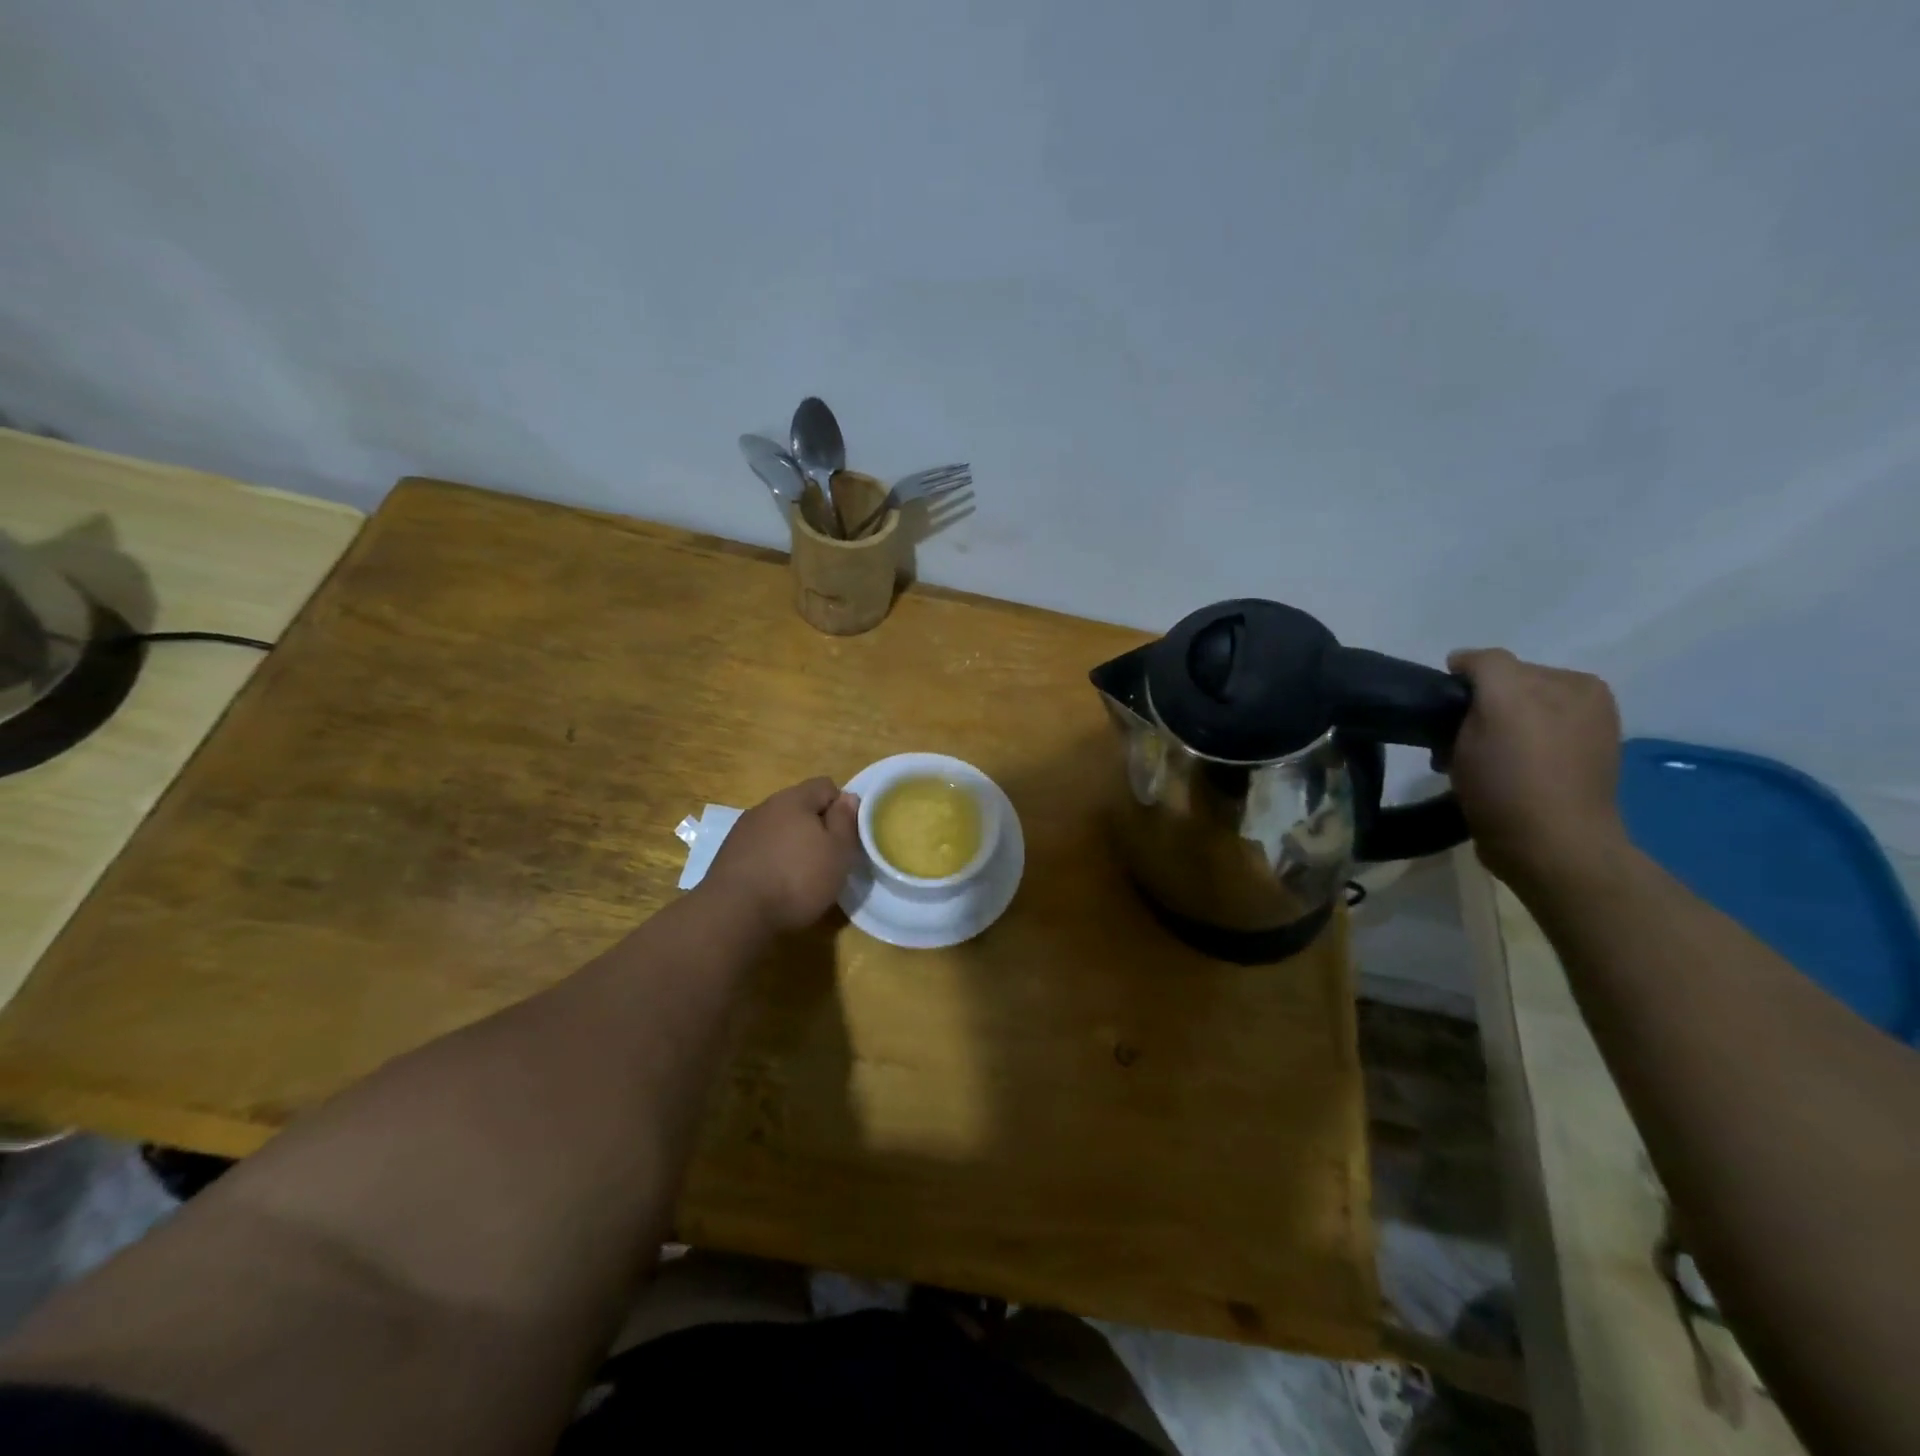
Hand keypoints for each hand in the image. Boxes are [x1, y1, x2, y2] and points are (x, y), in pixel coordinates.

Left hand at [704, 777, 860, 932]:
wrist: (734, 913)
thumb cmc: (797, 879)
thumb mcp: (837, 851)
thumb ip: (846, 820)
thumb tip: (848, 797)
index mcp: (794, 799)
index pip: (826, 786)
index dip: (841, 808)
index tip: (845, 838)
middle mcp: (766, 806)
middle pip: (800, 806)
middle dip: (816, 827)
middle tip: (827, 858)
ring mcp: (743, 829)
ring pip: (778, 828)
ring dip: (792, 844)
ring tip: (800, 875)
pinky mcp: (729, 854)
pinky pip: (760, 847)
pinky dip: (772, 859)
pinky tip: (775, 884)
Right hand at [1446, 649, 1628, 887]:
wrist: (1548, 849)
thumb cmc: (1517, 777)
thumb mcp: (1499, 704)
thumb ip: (1487, 666)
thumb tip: (1463, 660)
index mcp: (1576, 684)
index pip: (1499, 668)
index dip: (1463, 691)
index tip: (1444, 720)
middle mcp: (1585, 707)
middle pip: (1501, 697)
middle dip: (1470, 716)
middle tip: (1448, 747)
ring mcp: (1577, 744)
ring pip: (1503, 726)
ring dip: (1476, 741)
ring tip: (1462, 769)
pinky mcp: (1562, 778)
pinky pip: (1514, 754)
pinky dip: (1494, 762)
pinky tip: (1485, 782)